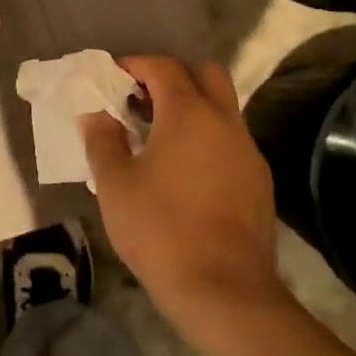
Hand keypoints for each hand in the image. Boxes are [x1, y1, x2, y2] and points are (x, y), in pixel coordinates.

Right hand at [80, 56, 283, 337]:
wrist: (224, 291)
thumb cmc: (161, 230)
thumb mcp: (115, 184)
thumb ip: (102, 140)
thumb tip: (96, 114)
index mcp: (189, 113)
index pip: (163, 66)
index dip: (136, 64)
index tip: (113, 78)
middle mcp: (225, 121)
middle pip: (205, 73)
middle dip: (173, 75)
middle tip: (142, 98)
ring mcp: (248, 151)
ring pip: (222, 108)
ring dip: (192, 107)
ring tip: (159, 136)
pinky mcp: (259, 180)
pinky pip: (231, 140)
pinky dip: (207, 137)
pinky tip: (186, 170)